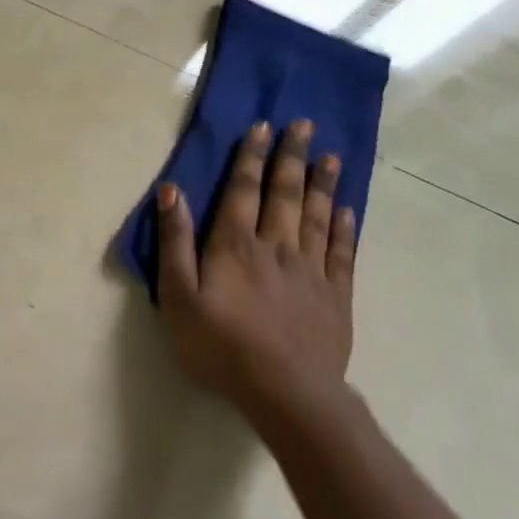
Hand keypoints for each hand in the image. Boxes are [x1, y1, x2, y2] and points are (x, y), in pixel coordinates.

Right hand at [154, 118, 357, 431]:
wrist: (286, 393)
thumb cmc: (220, 345)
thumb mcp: (178, 295)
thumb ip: (174, 241)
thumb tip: (172, 191)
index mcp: (235, 244)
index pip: (243, 189)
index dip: (251, 156)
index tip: (262, 127)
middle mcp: (276, 246)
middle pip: (285, 193)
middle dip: (292, 157)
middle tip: (304, 125)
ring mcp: (311, 270)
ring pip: (318, 216)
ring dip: (323, 183)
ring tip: (331, 156)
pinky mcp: (335, 296)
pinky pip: (342, 252)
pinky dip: (345, 228)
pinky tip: (347, 210)